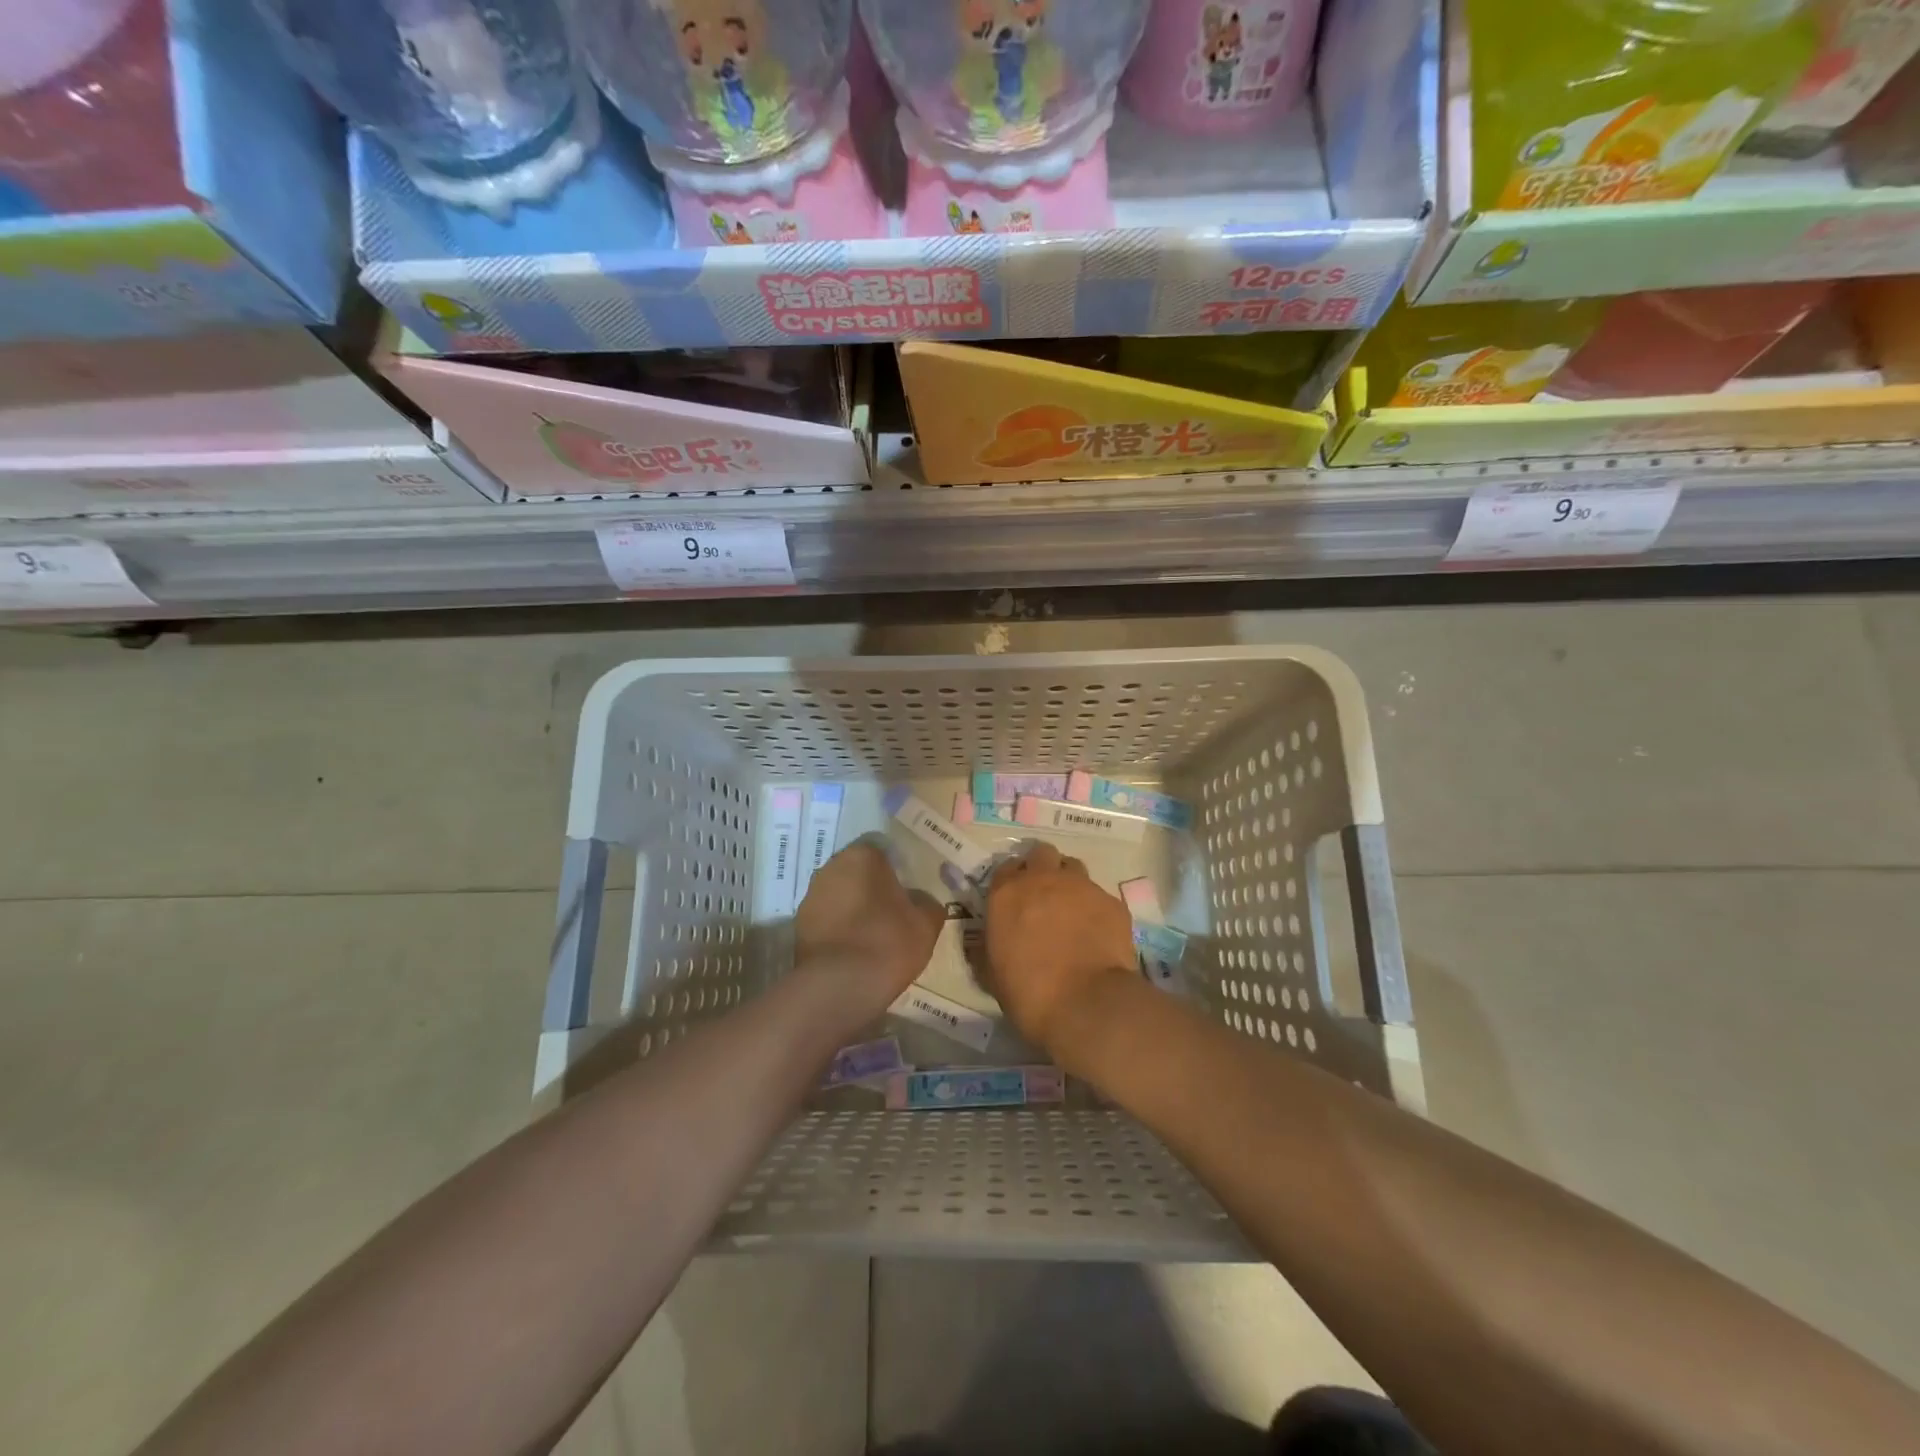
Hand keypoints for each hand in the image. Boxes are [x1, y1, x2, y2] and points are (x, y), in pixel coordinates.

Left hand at [794, 842, 944, 1016]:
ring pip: (839, 896)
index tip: (906, 895)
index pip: (882, 853)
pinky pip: (825, 921)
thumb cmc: (888, 942)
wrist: (840, 986)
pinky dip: (837, 930)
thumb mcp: (927, 922)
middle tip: (892, 915)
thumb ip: (926, 902)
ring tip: (871, 938)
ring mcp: (810, 897)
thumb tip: (918, 900)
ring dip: (852, 909)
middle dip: (871, 889)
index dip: (896, 873)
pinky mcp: (798, 926)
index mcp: (863, 855)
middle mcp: (831, 867)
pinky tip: (853, 952)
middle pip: (857, 873)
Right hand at [983, 844, 1139, 1050]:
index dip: (1012, 881)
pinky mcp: (1112, 902)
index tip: (1015, 899)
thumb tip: (986, 942)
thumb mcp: (991, 973)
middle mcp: (1043, 879)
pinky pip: (1100, 896)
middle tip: (1044, 896)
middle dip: (1042, 868)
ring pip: (1074, 868)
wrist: (1085, 1003)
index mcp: (1007, 893)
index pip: (1006, 868)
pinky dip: (1096, 909)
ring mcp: (1081, 887)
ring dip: (1069, 883)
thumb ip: (987, 947)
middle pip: (1042, 854)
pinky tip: (1097, 934)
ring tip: (1072, 911)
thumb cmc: (1028, 992)